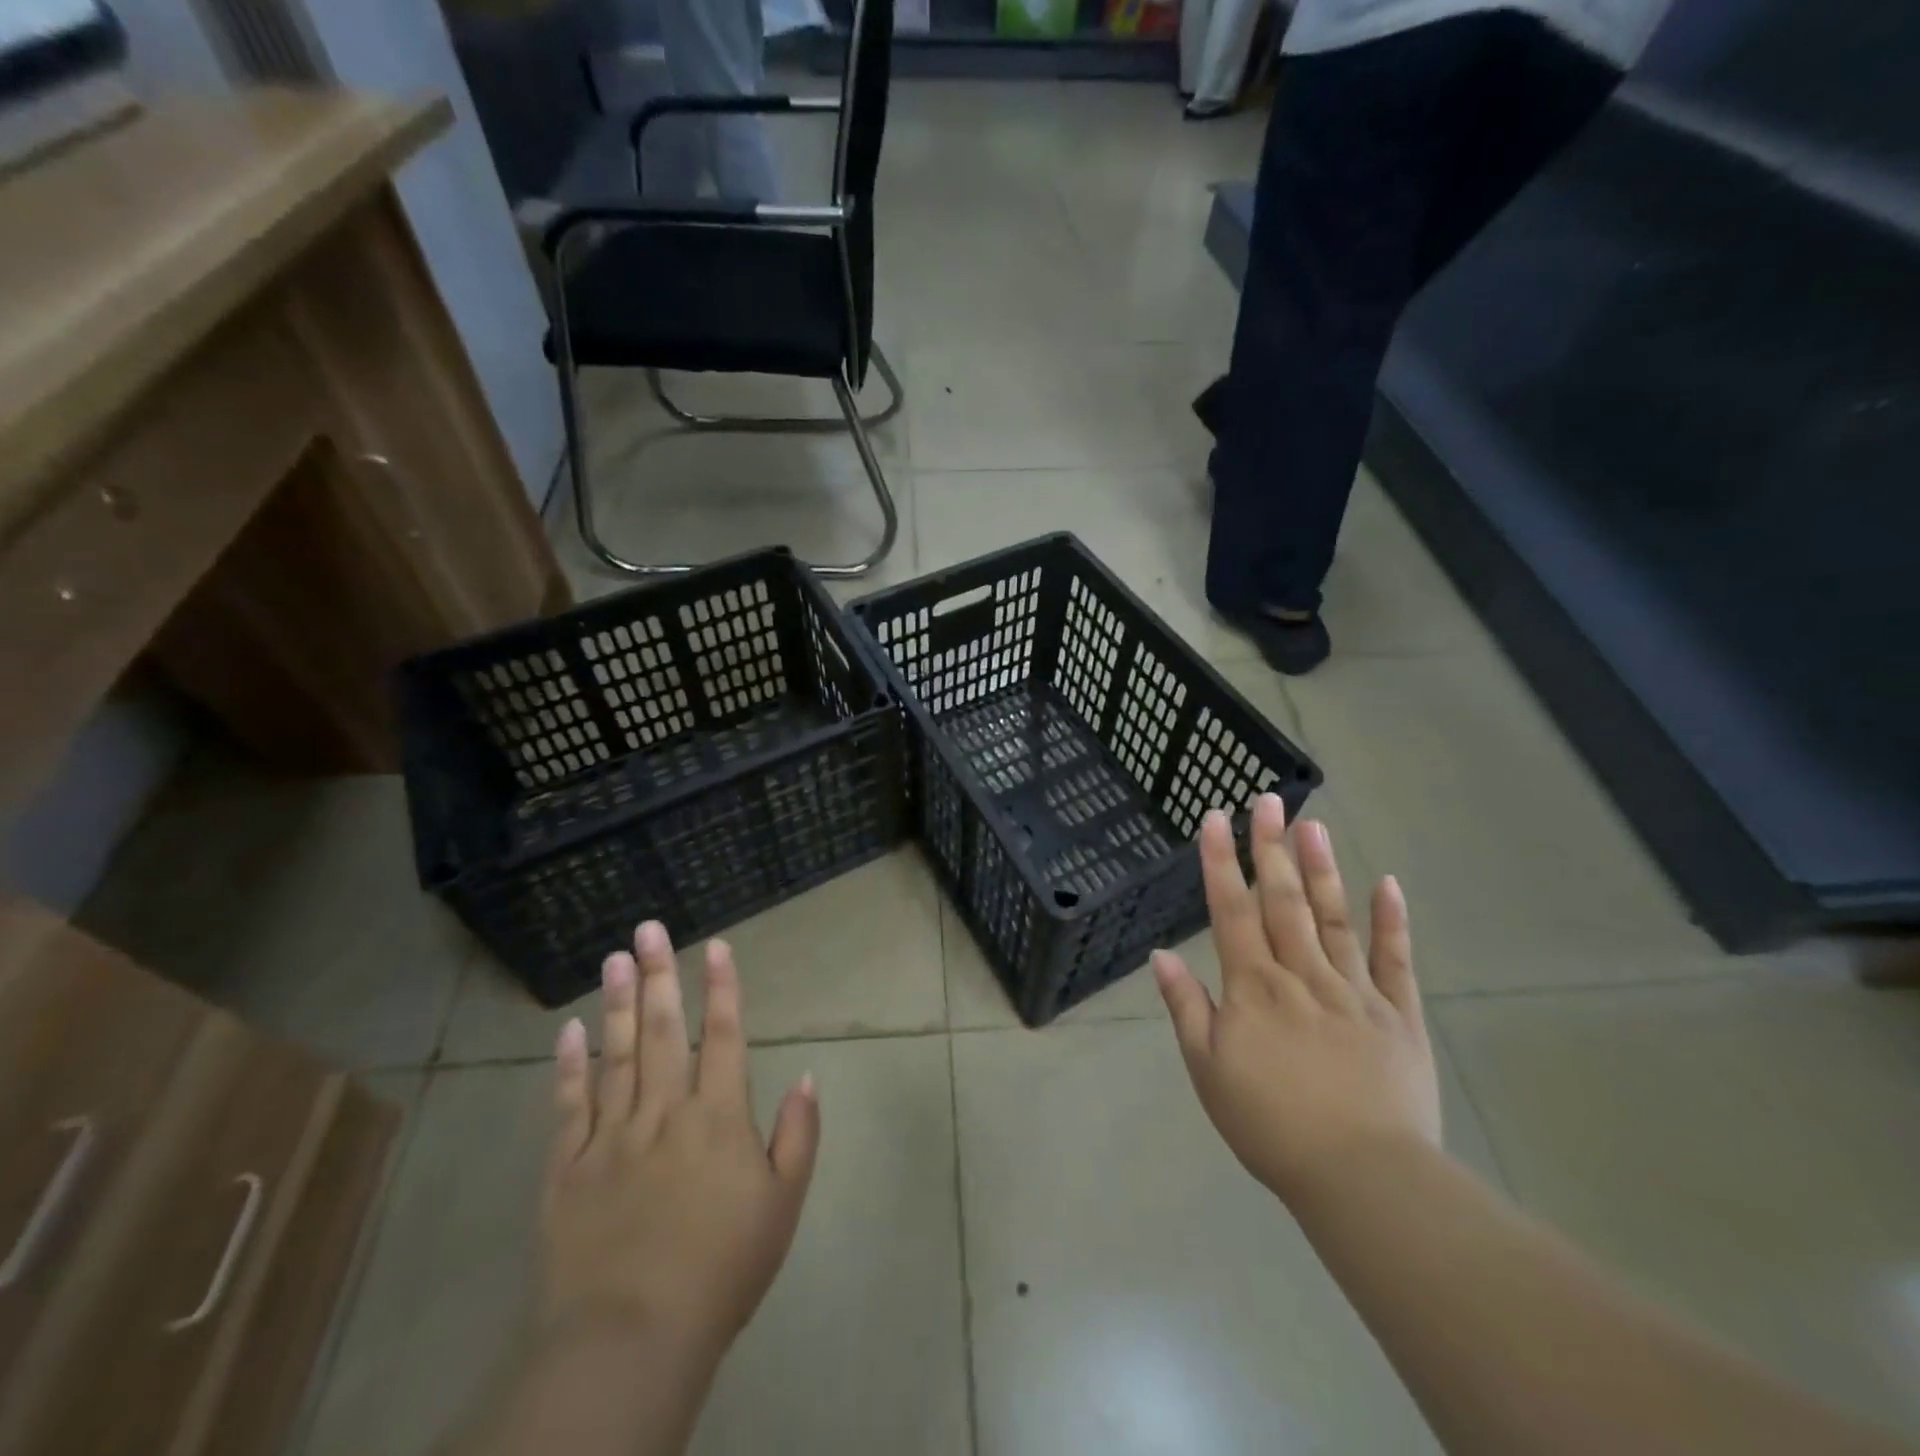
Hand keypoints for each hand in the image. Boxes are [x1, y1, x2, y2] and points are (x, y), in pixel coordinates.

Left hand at [539, 921, 819, 1361]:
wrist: (630, 1337)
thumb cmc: (721, 1269)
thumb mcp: (782, 1204)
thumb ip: (798, 1135)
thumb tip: (809, 1075)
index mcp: (718, 1116)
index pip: (724, 1035)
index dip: (722, 987)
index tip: (715, 946)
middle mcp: (665, 1110)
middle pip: (664, 1030)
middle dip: (659, 974)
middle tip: (647, 928)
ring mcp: (612, 1135)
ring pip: (617, 1054)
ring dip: (618, 1003)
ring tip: (613, 959)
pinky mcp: (569, 1167)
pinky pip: (569, 1106)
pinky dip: (569, 1066)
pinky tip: (569, 1030)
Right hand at [1153, 796, 1439, 1207]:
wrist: (1363, 1178)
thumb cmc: (1271, 1126)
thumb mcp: (1208, 1071)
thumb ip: (1186, 1008)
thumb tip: (1160, 955)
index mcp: (1254, 987)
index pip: (1232, 911)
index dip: (1222, 862)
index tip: (1217, 819)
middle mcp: (1302, 975)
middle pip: (1283, 900)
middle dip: (1271, 847)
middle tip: (1268, 799)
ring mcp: (1355, 990)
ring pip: (1333, 917)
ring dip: (1321, 868)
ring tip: (1313, 823)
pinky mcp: (1399, 1015)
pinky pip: (1395, 960)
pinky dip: (1390, 920)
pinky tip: (1386, 883)